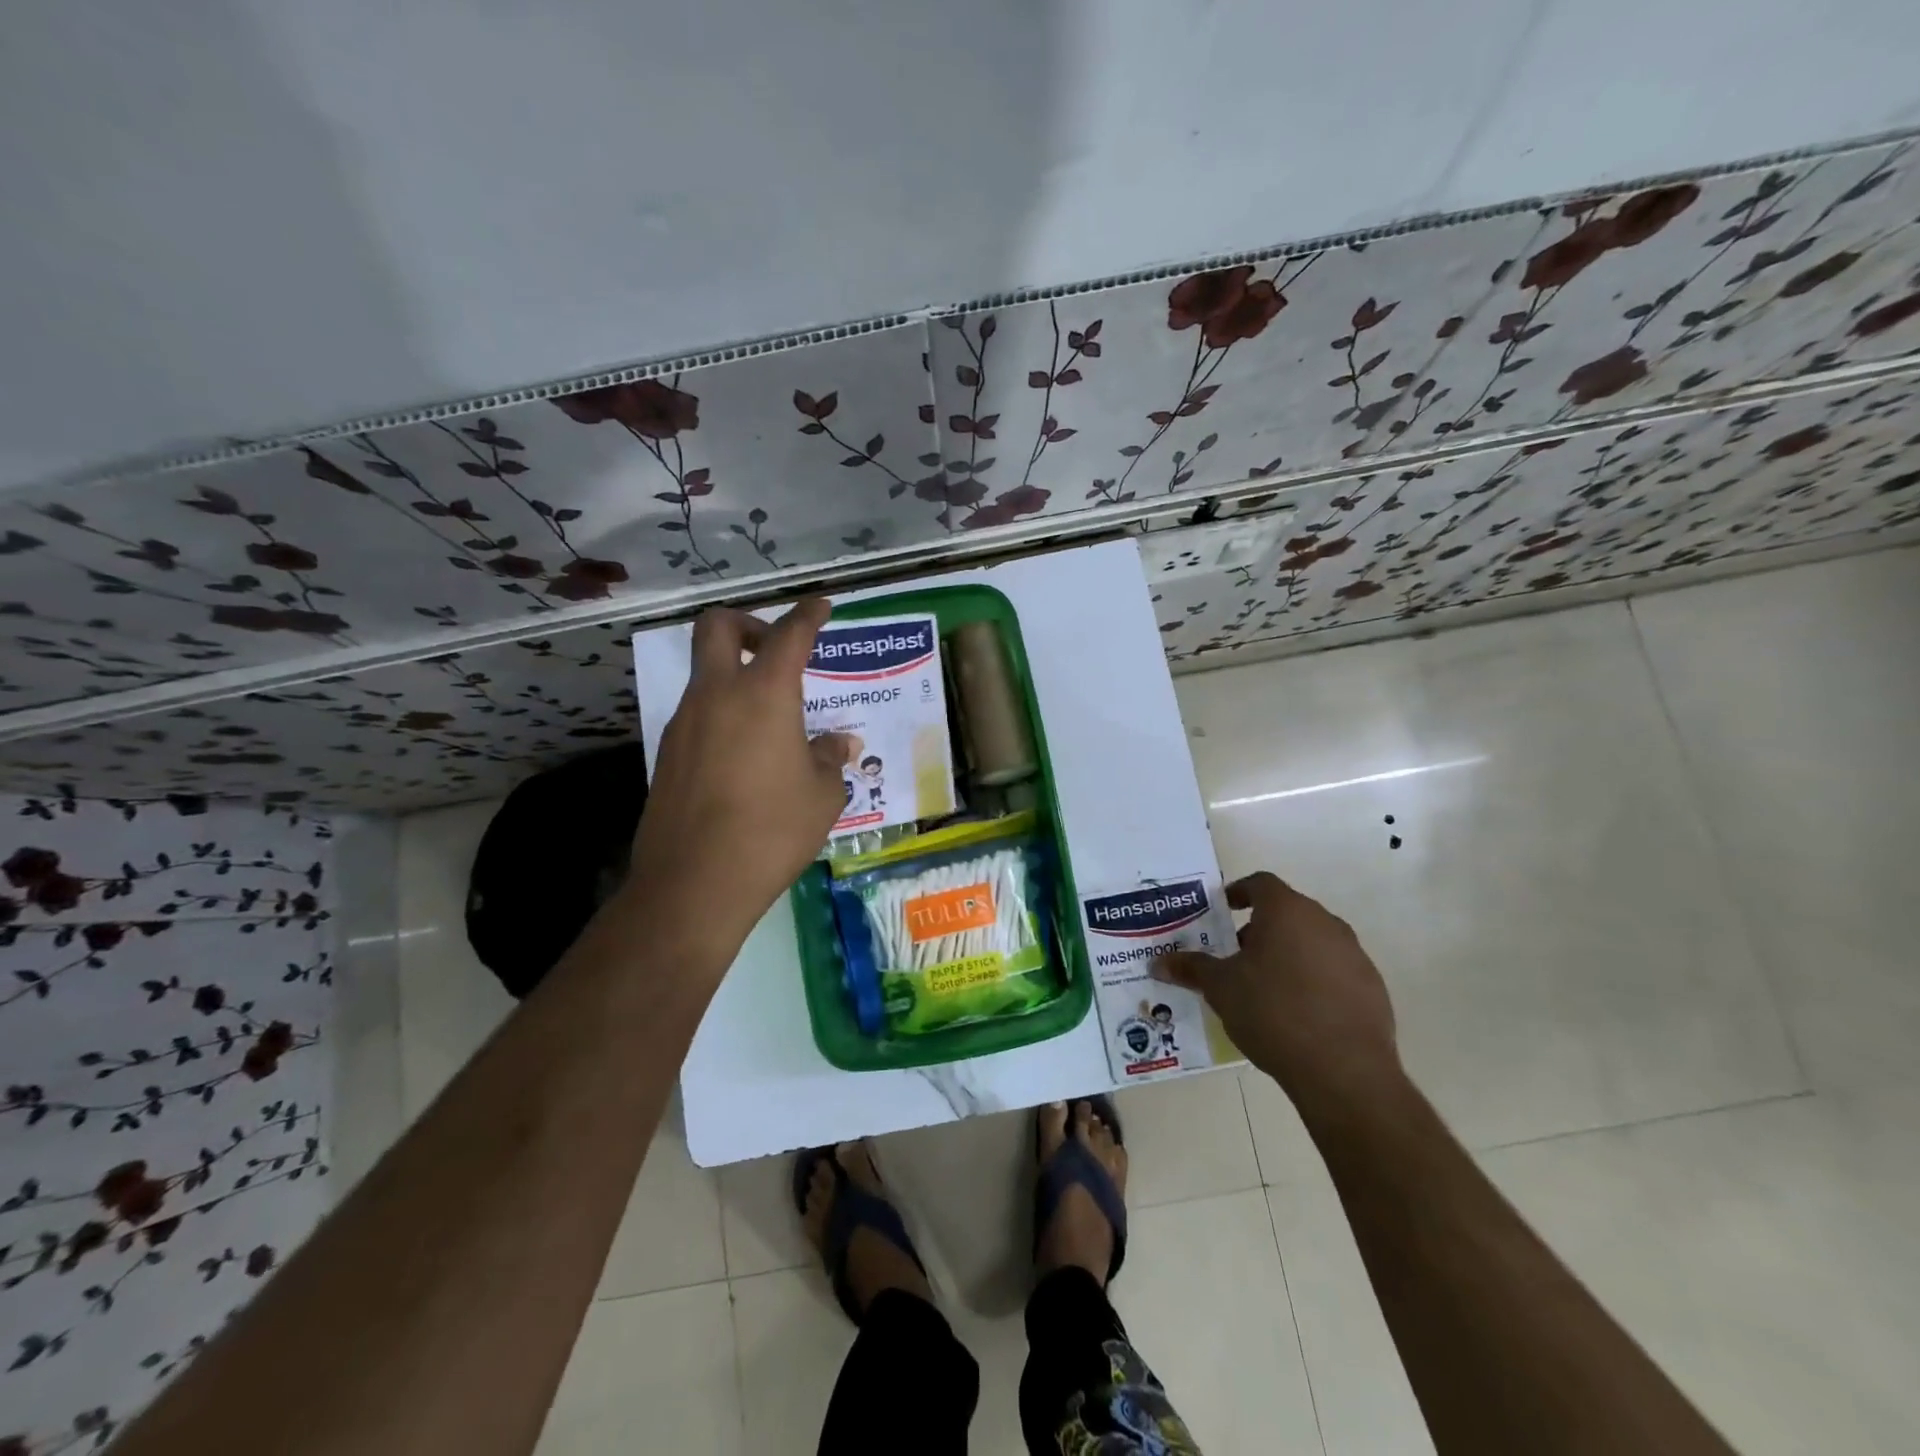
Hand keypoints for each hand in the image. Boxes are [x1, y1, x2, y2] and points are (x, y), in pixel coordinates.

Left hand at [628, 599, 853, 953]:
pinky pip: (698, 715)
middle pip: (717, 627)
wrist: (695, 882)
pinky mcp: (667, 754)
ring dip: (735, 676)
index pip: (789, 635)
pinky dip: (722, 715)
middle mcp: (717, 695)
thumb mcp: (823, 795)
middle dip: (748, 623)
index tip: (820, 606)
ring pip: (705, 674)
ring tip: (771, 720)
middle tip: (775, 648)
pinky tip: (745, 757)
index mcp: (764, 694)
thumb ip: (830, 759)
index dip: (808, 615)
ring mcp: (684, 723)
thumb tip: (838, 744)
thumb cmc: (773, 829)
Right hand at [1154, 872, 1401, 1111]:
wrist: (1344, 1071)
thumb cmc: (1273, 1012)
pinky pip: (1334, 971)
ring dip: (1288, 954)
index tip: (1223, 910)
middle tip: (1236, 956)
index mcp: (1287, 911)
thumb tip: (1158, 963)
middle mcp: (1325, 923)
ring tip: (1264, 987)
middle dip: (1260, 929)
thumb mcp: (1221, 988)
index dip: (1238, 892)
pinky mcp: (1372, 988)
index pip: (1260, 883)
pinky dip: (1314, 980)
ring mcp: (1354, 955)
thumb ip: (1191, 968)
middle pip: (1287, 913)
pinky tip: (1298, 1013)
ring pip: (1313, 942)